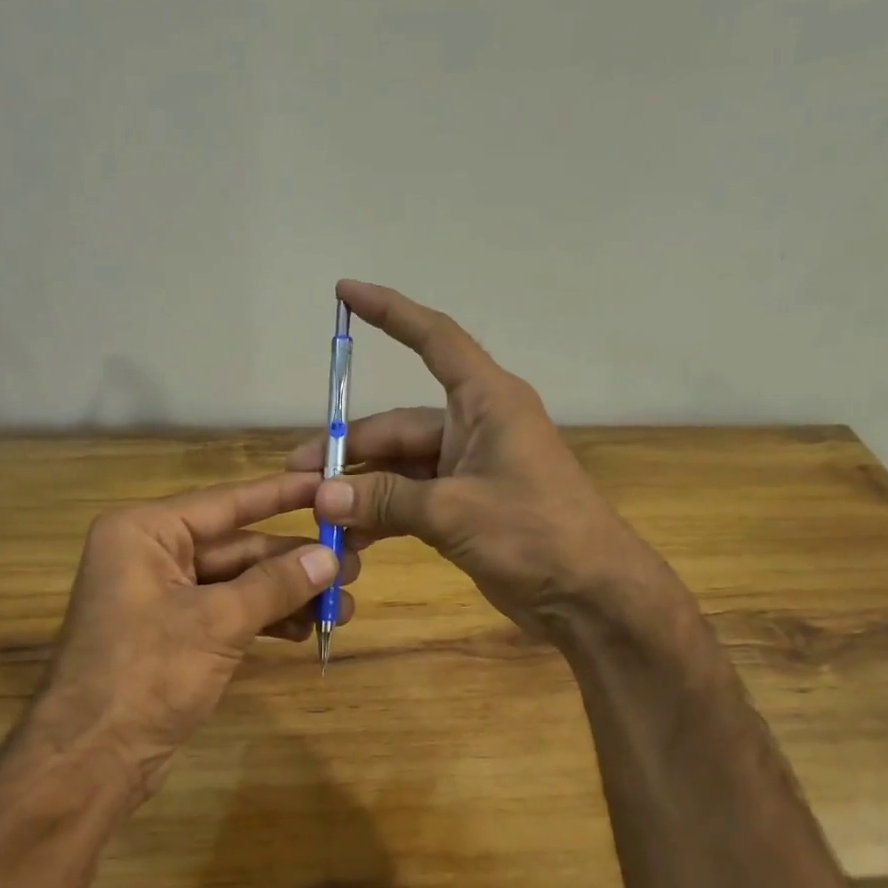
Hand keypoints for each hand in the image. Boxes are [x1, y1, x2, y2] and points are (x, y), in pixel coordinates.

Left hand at [21, 473, 356, 809]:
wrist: (91, 761)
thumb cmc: (145, 675)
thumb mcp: (217, 622)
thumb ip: (275, 584)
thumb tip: (330, 556)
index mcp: (145, 533)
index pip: (226, 503)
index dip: (281, 495)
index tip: (329, 484)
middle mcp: (152, 555)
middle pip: (237, 547)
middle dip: (294, 561)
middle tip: (353, 566)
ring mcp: (163, 597)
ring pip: (238, 583)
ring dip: (288, 594)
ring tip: (343, 606)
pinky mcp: (175, 634)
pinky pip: (229, 613)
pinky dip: (266, 620)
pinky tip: (307, 629)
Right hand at [287, 281, 658, 642]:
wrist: (589, 595)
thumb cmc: (535, 533)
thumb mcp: (454, 511)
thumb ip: (384, 499)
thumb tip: (322, 496)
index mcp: (487, 402)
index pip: (434, 340)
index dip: (390, 313)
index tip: (346, 293)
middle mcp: (475, 427)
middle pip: (399, 426)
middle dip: (348, 450)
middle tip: (298, 475)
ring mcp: (469, 470)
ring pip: (400, 468)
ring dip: (361, 489)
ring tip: (316, 513)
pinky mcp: (465, 508)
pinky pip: (411, 501)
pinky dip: (382, 516)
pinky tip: (349, 539)